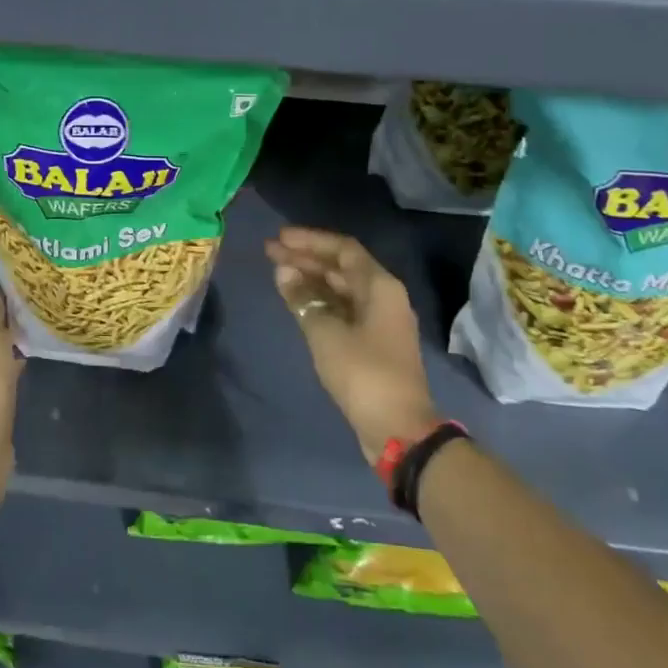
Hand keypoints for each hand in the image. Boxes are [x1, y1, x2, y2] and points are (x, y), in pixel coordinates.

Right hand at [265, 227, 440, 462]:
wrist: (397, 428)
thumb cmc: (363, 374)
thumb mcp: (326, 334)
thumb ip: (303, 299)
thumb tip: (283, 271)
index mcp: (380, 287)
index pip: (343, 249)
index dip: (310, 240)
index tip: (279, 238)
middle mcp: (383, 297)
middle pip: (341, 267)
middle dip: (306, 258)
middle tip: (269, 252)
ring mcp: (378, 321)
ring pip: (341, 289)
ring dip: (311, 279)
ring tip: (277, 273)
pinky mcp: (371, 343)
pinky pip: (342, 309)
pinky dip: (319, 301)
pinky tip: (296, 301)